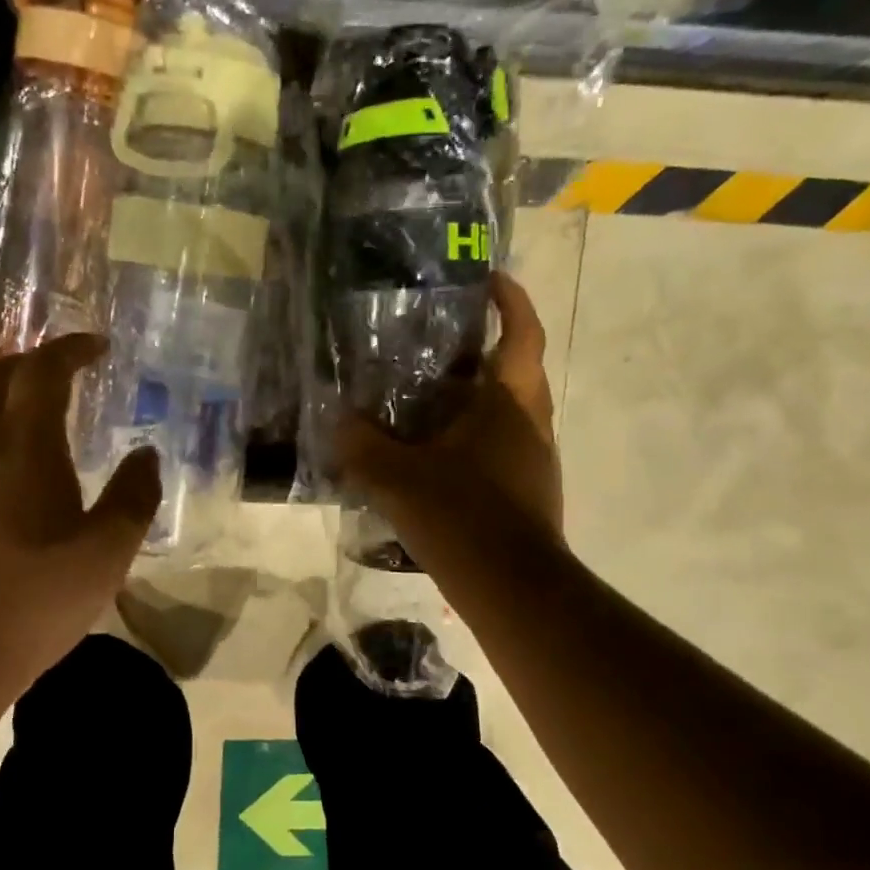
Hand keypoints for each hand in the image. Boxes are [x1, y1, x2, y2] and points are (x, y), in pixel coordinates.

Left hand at [0, 334, 161, 696]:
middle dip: (32, 361)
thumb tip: (146, 454)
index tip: (98, 346)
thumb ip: (133, 498)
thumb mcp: (105, 556)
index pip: (43, 370)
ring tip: (27, 407)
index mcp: (24, 445)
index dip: (71, 349)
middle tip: (63, 369)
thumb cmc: (29, 600)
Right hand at [336, 272, 563, 584]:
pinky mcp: (526, 492)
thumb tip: (337, 418)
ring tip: (422, 400)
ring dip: (471, 399)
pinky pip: (497, 448)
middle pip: (514, 370)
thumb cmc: (462, 516)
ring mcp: (533, 460)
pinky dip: (469, 440)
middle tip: (435, 344)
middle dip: (482, 350)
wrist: (514, 590)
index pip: (521, 333)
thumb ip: (360, 444)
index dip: (510, 300)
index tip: (488, 279)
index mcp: (509, 402)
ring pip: (504, 413)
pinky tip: (431, 458)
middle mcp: (531, 423)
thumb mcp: (396, 477)